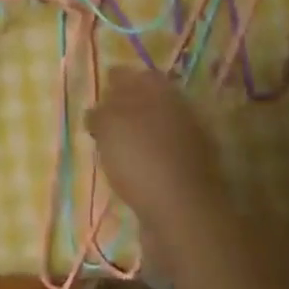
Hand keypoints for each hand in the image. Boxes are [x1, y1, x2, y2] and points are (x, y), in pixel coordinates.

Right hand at [84, 66, 227, 264]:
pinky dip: (146, 158)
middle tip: (102, 117)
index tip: (99, 89)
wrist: (184, 213)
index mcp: (162, 92)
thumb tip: (98, 109)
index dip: (117, 79)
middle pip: (149, 101)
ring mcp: (189, 143)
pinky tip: (131, 169)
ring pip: (156, 129)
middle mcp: (180, 111)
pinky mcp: (190, 173)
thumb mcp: (109, 127)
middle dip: (127, 107)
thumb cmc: (141, 159)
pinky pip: (162, 156)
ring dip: (137, 134)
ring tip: (112, 146)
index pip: (138, 75)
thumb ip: (101, 112)